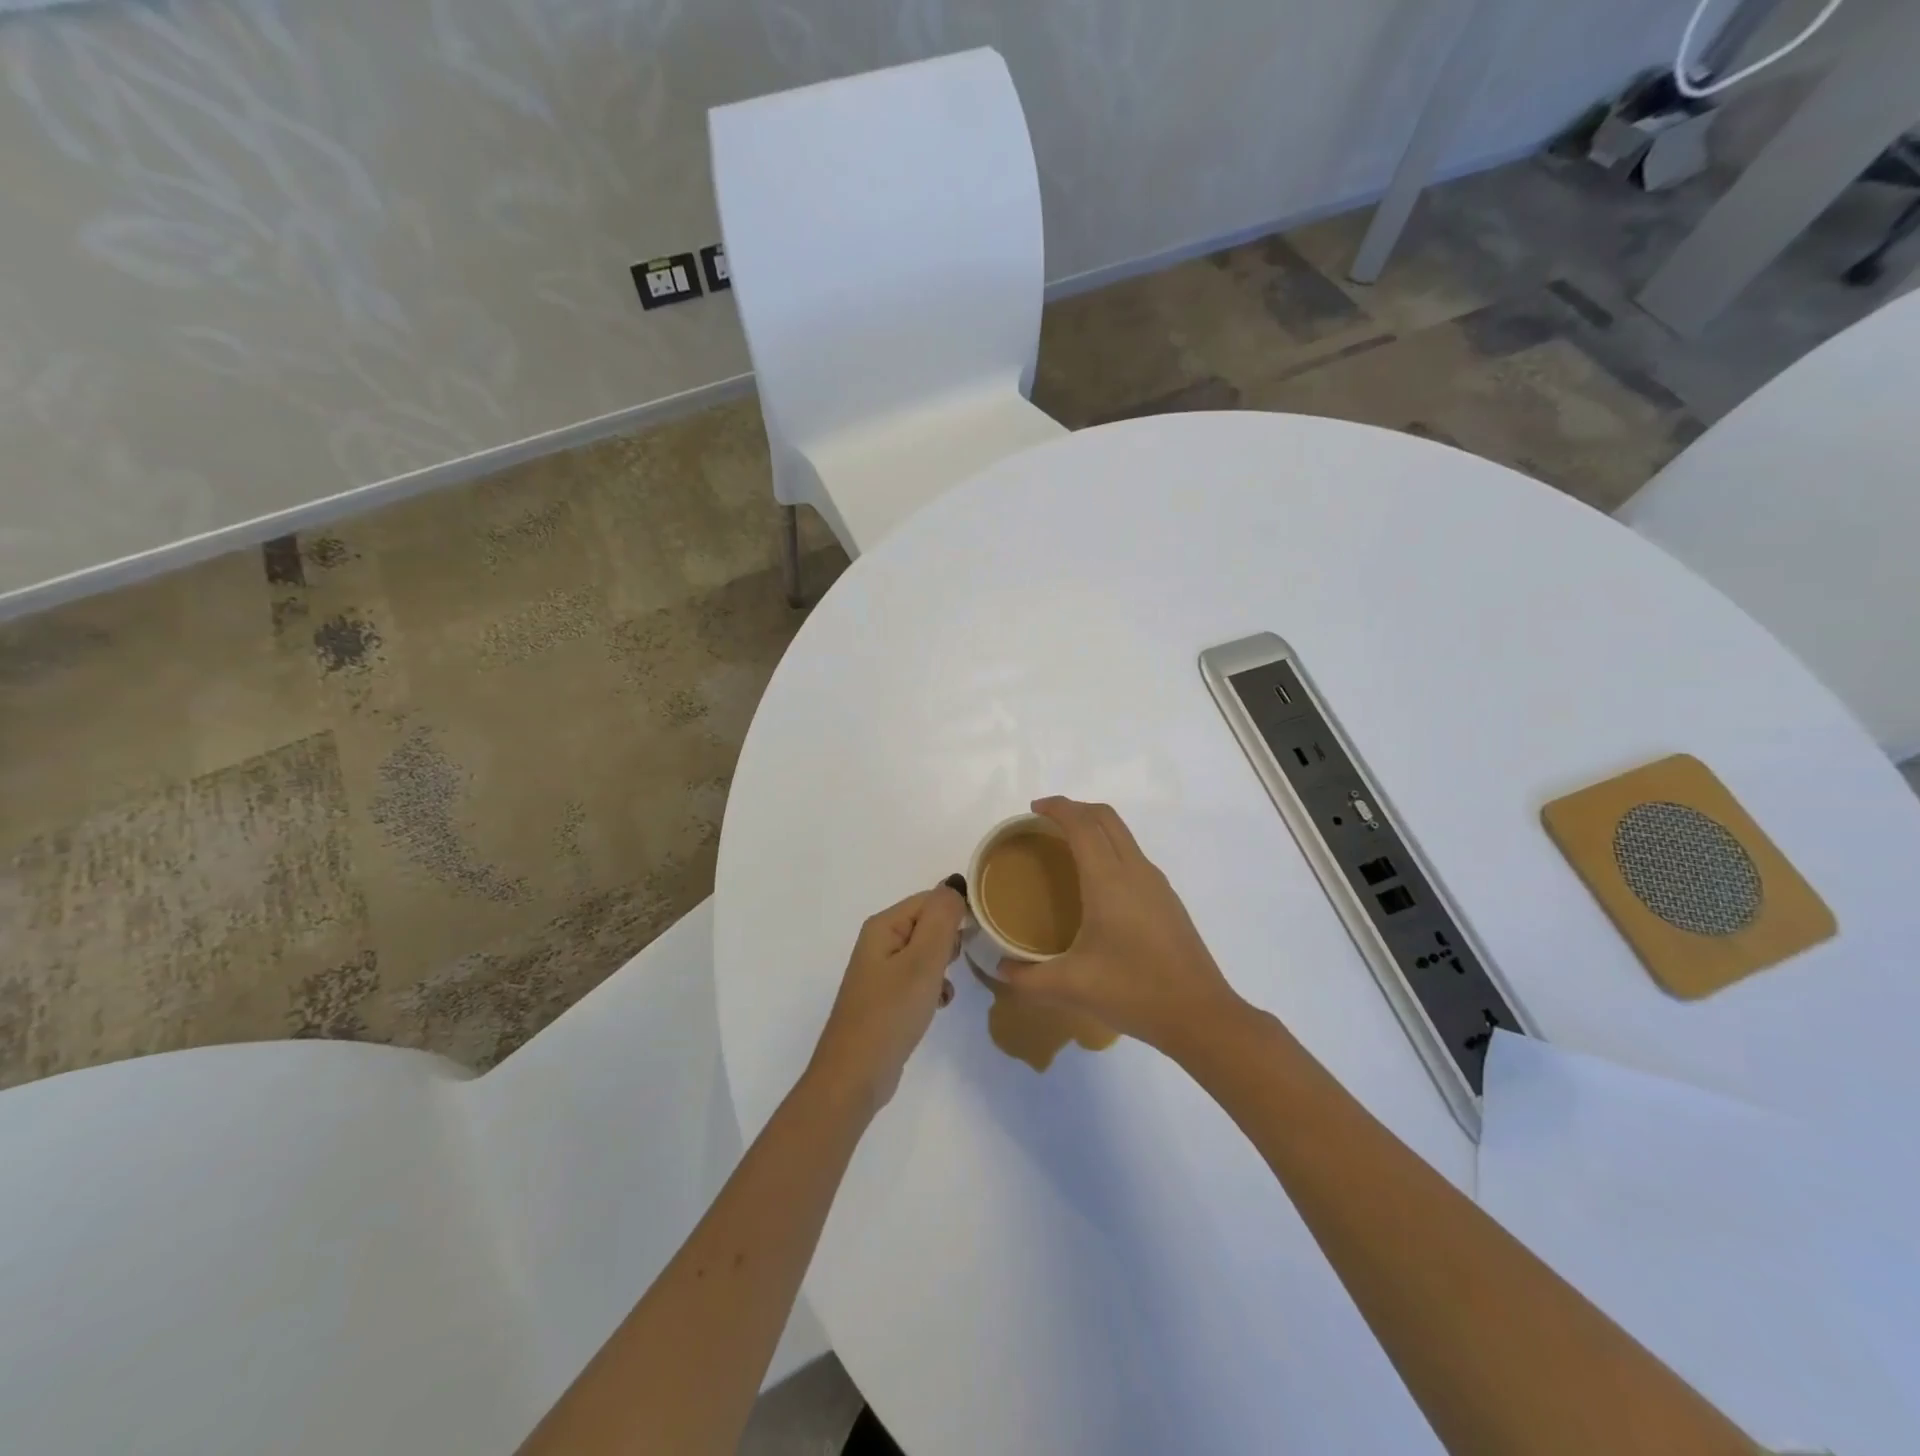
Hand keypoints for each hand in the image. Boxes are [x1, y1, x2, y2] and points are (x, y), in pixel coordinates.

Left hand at [808, 885, 966, 1113]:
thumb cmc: (891, 1012)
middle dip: (949, 941)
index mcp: (884, 925)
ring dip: (943, 966)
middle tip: (955, 965)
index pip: (930, 899)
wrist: (855, 1075)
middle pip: (928, 923)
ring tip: (945, 987)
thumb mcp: (923, 961)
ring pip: (926, 952)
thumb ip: (942, 919)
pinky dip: (933, 986)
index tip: (978, 936)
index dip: (956, 913)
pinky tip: (939, 1004)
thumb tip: (954, 883)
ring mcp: (881, 971)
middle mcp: (880, 942)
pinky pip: (919, 977)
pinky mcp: (887, 997)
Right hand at [996, 797, 1244, 1055]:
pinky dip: (1110, 849)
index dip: (1057, 807)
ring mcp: (1156, 883)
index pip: (1081, 824)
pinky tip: (1098, 885)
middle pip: (1106, 818)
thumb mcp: (1071, 986)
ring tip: (1068, 848)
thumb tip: (1001, 969)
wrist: (1200, 1015)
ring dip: (1095, 827)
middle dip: (1076, 809)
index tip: (1033, 809)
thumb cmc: (1133, 991)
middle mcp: (1135, 870)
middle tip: (1046, 822)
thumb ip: (1028, 978)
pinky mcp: (1168, 900)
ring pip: (1123, 835)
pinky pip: (1133, 856)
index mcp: (1108, 880)